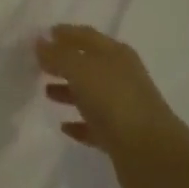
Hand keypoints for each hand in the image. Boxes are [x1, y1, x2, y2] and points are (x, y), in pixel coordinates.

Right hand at [36, 25, 188, 187]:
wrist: (150, 154)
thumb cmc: (115, 102)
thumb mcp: (81, 70)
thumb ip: (58, 55)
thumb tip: (40, 41)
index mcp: (116, 54)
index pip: (87, 36)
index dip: (65, 33)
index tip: (42, 35)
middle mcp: (121, 76)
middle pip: (88, 64)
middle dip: (64, 62)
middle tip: (38, 64)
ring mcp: (122, 107)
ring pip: (91, 94)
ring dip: (69, 90)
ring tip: (45, 92)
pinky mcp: (120, 137)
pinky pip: (94, 125)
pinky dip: (79, 123)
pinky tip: (63, 126)